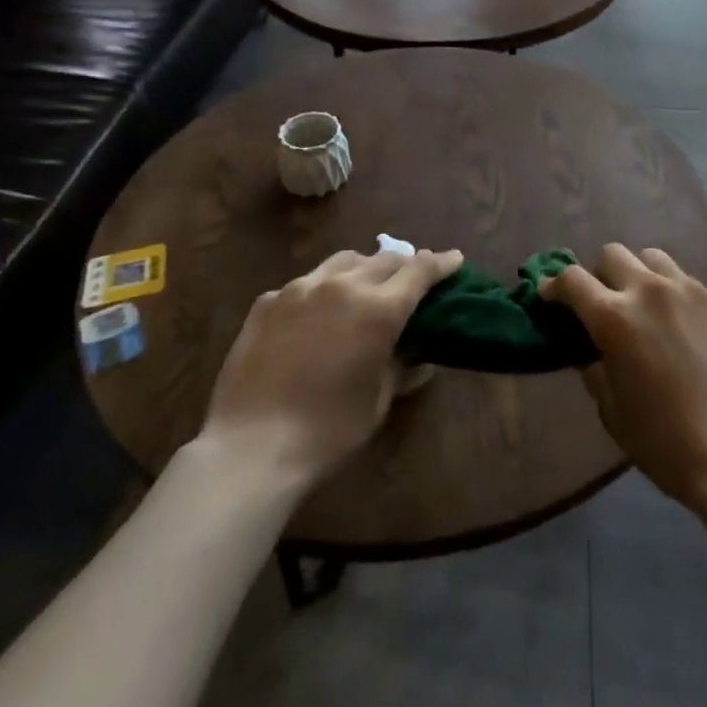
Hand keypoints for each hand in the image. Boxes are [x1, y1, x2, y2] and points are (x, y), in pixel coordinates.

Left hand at [200, 247, 462, 485]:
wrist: (251, 448)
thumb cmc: (328, 431)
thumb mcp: (378, 401)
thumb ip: (401, 367)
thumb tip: (417, 354)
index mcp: (379, 310)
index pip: (420, 271)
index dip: (441, 262)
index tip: (454, 258)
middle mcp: (343, 286)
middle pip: (384, 258)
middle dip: (404, 264)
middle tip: (412, 276)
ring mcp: (300, 289)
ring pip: (344, 261)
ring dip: (364, 268)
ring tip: (365, 284)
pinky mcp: (268, 302)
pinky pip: (305, 284)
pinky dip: (322, 289)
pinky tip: (317, 313)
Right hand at [540, 243, 706, 512]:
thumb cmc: (664, 441)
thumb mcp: (612, 411)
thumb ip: (595, 369)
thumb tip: (590, 350)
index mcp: (614, 318)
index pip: (573, 280)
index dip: (555, 285)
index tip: (549, 294)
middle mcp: (649, 291)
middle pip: (613, 254)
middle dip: (599, 274)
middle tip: (603, 303)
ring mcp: (690, 291)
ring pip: (653, 258)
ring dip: (639, 274)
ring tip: (645, 305)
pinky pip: (688, 283)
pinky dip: (675, 295)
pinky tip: (683, 327)